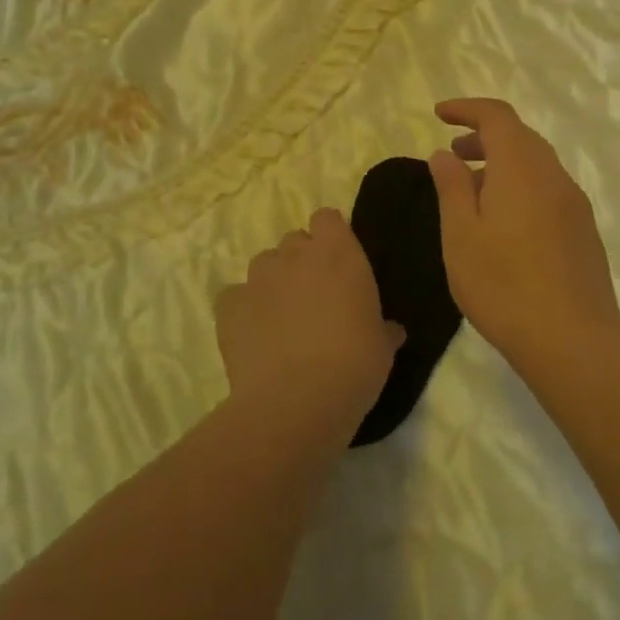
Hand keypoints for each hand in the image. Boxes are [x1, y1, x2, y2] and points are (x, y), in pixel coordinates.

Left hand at [215, 208, 404, 420]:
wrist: (298, 401)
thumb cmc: (355, 364)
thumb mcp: (383, 346)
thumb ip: (383, 328)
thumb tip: (391, 330)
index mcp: (339, 253)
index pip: (327, 218)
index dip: (331, 237)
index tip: (338, 263)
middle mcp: (296, 254)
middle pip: (294, 240)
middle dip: (301, 261)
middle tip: (313, 297)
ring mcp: (258, 278)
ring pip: (264, 264)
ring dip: (273, 282)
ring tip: (281, 319)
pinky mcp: (229, 305)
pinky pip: (235, 296)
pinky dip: (243, 309)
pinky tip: (254, 336)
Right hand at [428, 98, 619, 367]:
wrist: (572, 338)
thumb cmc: (503, 285)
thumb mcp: (461, 235)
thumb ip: (452, 187)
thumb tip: (445, 154)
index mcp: (522, 168)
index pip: (498, 117)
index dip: (468, 108)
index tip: (439, 114)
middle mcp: (554, 176)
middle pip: (521, 137)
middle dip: (485, 136)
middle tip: (453, 154)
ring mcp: (575, 203)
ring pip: (537, 165)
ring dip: (504, 163)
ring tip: (474, 189)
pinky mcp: (584, 230)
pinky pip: (549, 189)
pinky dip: (522, 186)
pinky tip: (506, 221)